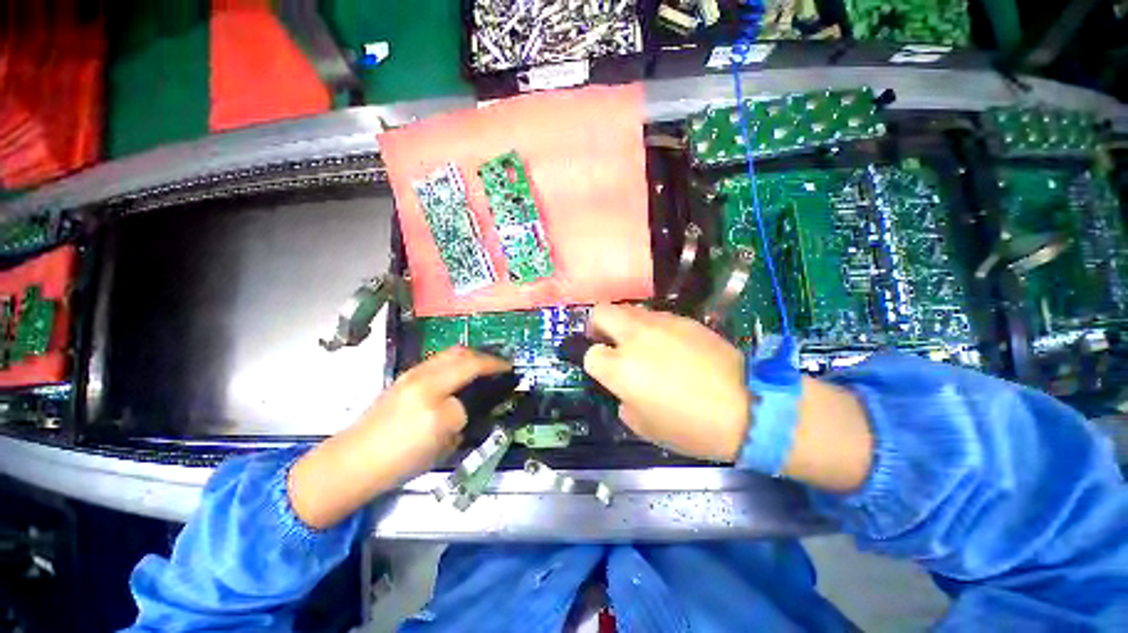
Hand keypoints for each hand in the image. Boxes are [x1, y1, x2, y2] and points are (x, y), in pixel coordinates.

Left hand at [288, 347, 509, 528]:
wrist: (352, 461)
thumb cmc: (400, 460)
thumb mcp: (443, 444)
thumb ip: (462, 417)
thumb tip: (472, 404)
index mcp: (434, 396)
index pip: (472, 371)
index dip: (495, 367)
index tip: (510, 369)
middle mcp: (423, 377)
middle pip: (461, 353)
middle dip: (484, 356)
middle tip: (497, 366)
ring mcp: (411, 375)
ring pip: (448, 353)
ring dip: (469, 357)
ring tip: (480, 369)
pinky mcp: (404, 377)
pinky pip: (437, 361)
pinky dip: (454, 362)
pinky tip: (458, 376)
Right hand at [584, 304, 749, 461]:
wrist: (748, 406)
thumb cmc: (692, 426)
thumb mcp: (645, 426)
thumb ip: (624, 401)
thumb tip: (625, 388)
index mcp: (621, 369)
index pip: (592, 354)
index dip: (595, 363)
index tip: (606, 371)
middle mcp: (635, 338)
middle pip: (602, 312)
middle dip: (598, 325)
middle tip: (608, 340)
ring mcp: (661, 324)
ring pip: (628, 309)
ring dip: (625, 325)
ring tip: (640, 343)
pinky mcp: (684, 320)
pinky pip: (656, 316)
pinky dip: (651, 327)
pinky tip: (668, 344)